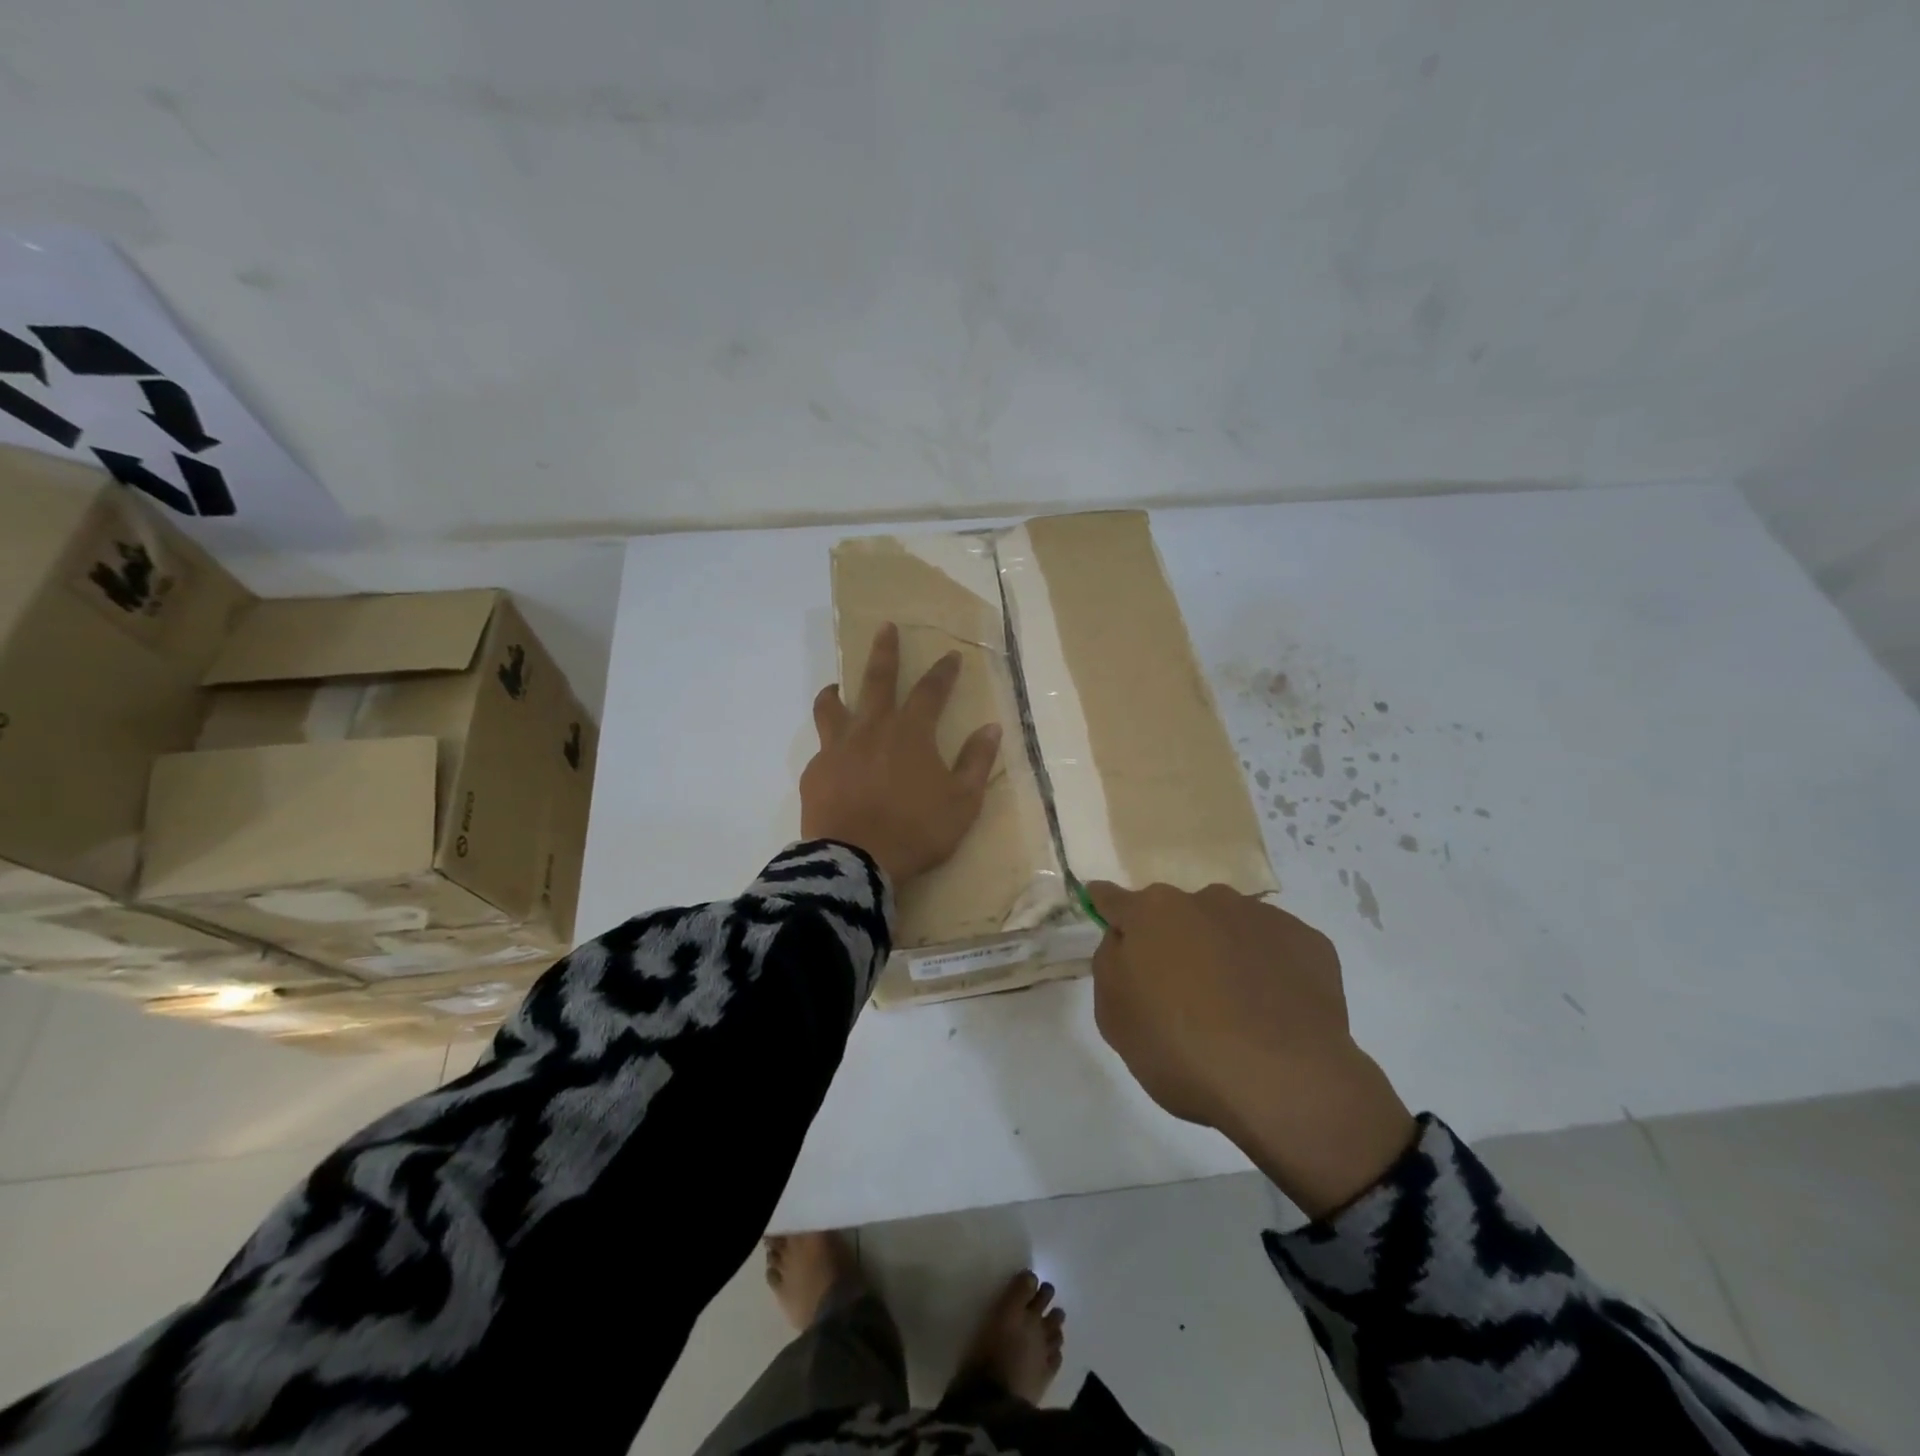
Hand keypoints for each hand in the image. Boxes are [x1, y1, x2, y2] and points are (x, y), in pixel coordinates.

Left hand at [800, 622, 1001, 884]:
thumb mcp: (962, 802)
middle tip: (885, 628)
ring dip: (836, 692)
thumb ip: (976, 762)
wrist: (855, 861)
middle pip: (877, 680)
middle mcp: (872, 729)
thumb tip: (990, 728)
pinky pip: (822, 748)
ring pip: (833, 707)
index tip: (950, 655)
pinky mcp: (815, 771)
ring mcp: (838, 748)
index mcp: (911, 733)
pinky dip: (830, 744)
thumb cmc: (916, 831)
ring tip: (835, 686)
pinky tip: (833, 758)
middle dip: (884, 652)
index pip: (930, 691)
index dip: (943, 672)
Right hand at [1087, 882, 1415, 1219]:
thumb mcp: (1115, 1018)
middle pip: (1176, 915)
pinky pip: (1274, 949)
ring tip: (1236, 1009)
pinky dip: (1268, 970)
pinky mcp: (1309, 941)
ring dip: (1222, 953)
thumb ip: (1111, 965)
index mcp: (1152, 913)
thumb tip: (1125, 941)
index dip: (1106, 906)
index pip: (1114, 899)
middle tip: (1182, 993)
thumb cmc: (1182, 1050)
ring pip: (1227, 928)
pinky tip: (1274, 1012)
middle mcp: (1205, 899)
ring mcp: (1261, 916)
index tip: (1103, 910)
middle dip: (1174, 941)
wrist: (1287, 1080)